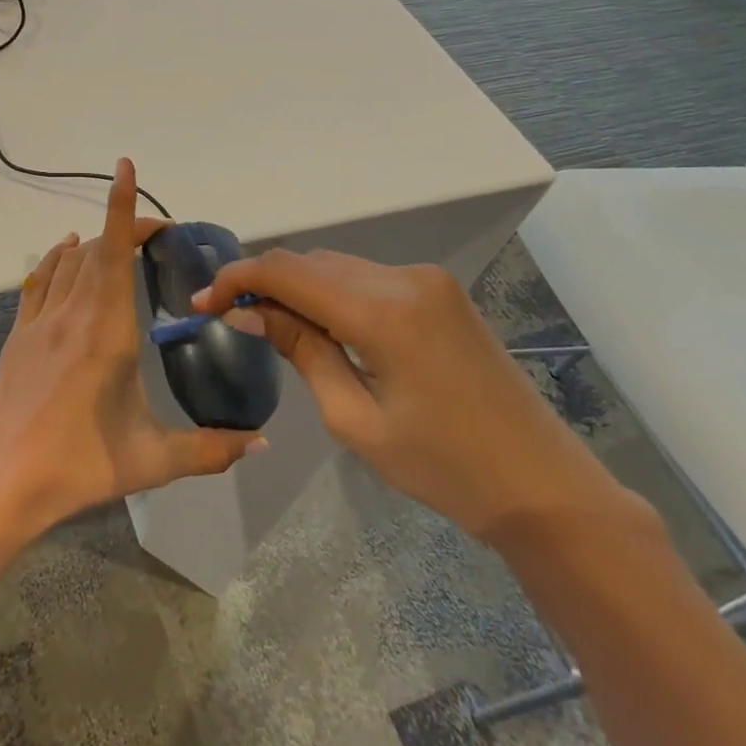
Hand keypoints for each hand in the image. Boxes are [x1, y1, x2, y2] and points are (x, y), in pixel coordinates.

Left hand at [0, 159, 263, 538]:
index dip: (122, 207)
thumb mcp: (154, 460)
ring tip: (118, 244)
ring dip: (93, 243)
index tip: (125, 169)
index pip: (115, 253)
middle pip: (96, 249)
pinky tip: (66, 256)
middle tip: (156, 234)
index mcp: (107, 332)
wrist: (5, 482)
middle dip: (124, 228)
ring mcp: (38, 322)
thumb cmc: (82, 465)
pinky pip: (38, 280)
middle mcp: (71, 314)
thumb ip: (211, 450)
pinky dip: (56, 259)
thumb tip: (261, 443)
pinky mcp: (18, 335)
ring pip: (66, 261)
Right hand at [195, 251, 633, 543]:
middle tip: (229, 318)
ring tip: (268, 324)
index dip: (238, 279)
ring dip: (297, 286)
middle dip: (264, 282)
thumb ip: (301, 351)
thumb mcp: (355, 419)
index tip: (203, 303)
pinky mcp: (439, 292)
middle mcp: (404, 278)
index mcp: (383, 312)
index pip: (288, 271)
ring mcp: (427, 281)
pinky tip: (320, 325)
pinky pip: (366, 278)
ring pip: (337, 266)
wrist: (542, 484)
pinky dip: (331, 293)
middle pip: (311, 262)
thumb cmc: (444, 468)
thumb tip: (246, 313)